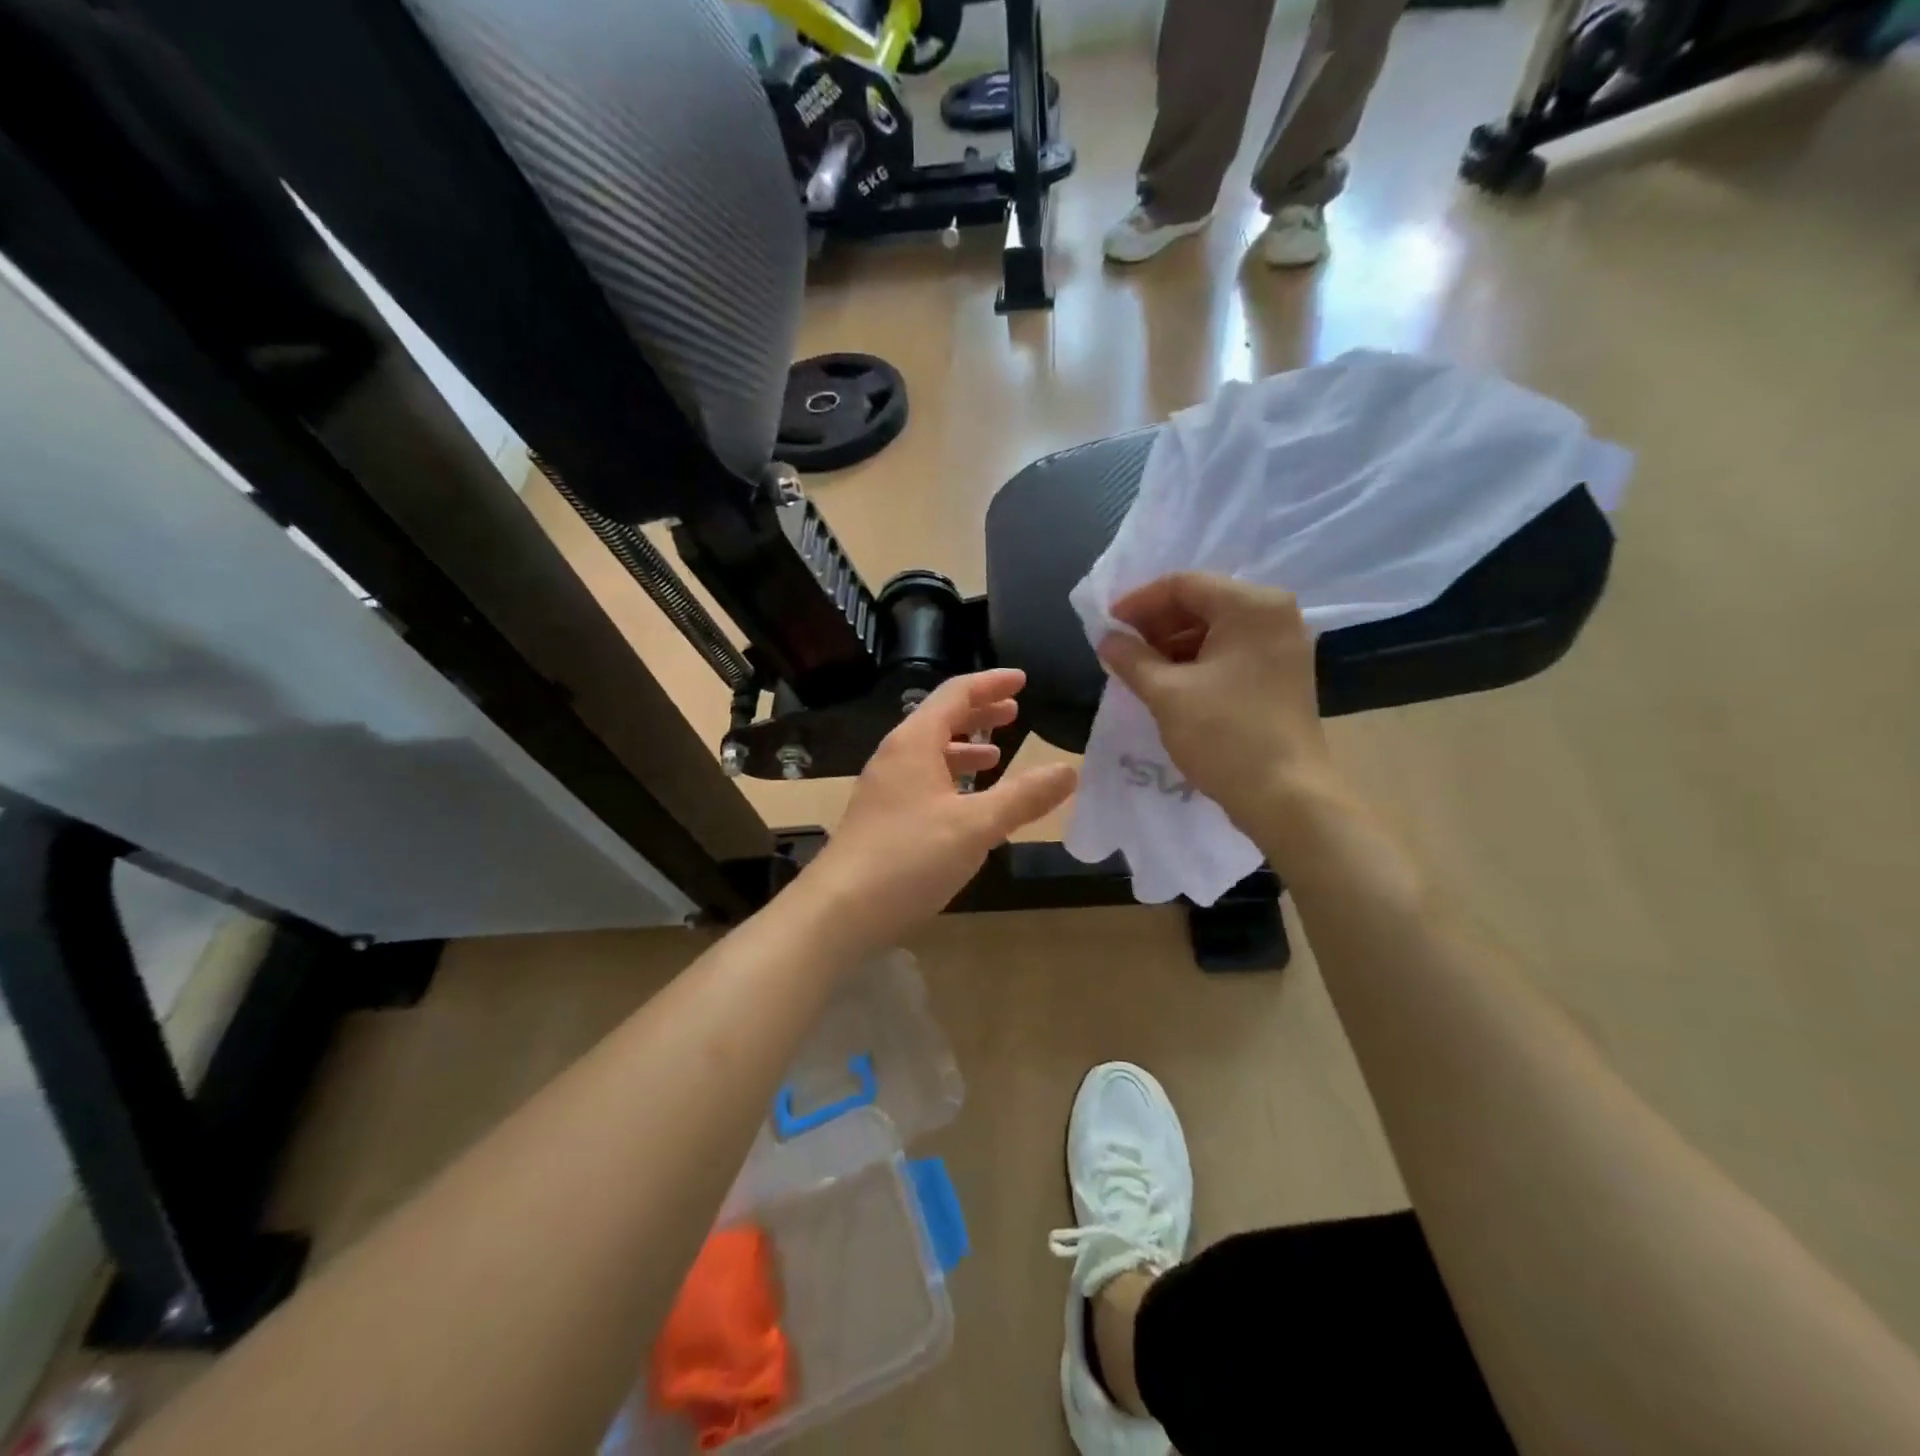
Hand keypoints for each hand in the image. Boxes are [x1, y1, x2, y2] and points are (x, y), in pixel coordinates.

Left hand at [803, 669, 1077, 946]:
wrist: (839, 910)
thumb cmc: (908, 857)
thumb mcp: (976, 826)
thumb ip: (1023, 797)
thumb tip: (1069, 770)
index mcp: (914, 743)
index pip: (955, 694)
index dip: (991, 684)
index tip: (1022, 680)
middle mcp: (895, 757)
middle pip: (940, 720)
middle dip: (979, 713)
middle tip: (1014, 712)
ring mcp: (884, 789)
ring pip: (930, 754)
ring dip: (965, 749)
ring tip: (996, 756)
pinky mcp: (881, 818)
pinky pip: (923, 782)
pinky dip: (951, 780)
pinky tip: (966, 804)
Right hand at [1096, 573, 1339, 837]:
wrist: (1285, 796)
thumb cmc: (1224, 735)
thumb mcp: (1166, 693)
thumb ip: (1131, 658)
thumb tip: (1106, 639)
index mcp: (1252, 606)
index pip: (1183, 584)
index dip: (1138, 602)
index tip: (1107, 626)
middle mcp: (1274, 614)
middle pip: (1202, 602)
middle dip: (1156, 624)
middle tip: (1121, 649)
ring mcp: (1283, 645)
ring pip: (1216, 628)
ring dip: (1173, 644)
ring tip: (1140, 669)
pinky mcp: (1282, 673)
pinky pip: (1231, 651)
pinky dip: (1197, 660)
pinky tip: (1169, 682)